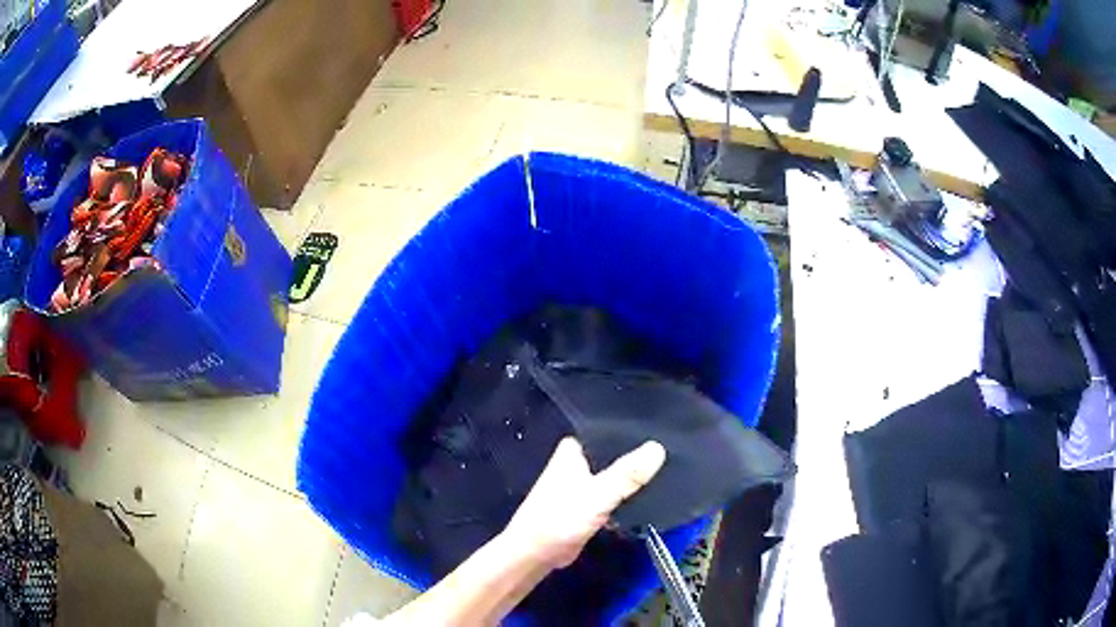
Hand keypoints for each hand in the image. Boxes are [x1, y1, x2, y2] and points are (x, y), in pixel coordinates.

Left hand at [500, 437, 665, 568]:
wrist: (535, 555)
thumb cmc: (559, 520)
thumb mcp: (597, 496)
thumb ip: (626, 475)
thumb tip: (658, 448)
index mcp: (573, 450)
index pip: (608, 429)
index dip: (634, 426)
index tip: (666, 424)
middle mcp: (577, 462)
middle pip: (615, 452)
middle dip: (639, 452)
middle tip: (674, 446)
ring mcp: (582, 484)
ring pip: (616, 473)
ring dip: (635, 474)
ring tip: (670, 466)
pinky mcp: (588, 504)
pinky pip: (614, 492)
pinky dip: (628, 493)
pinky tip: (652, 492)